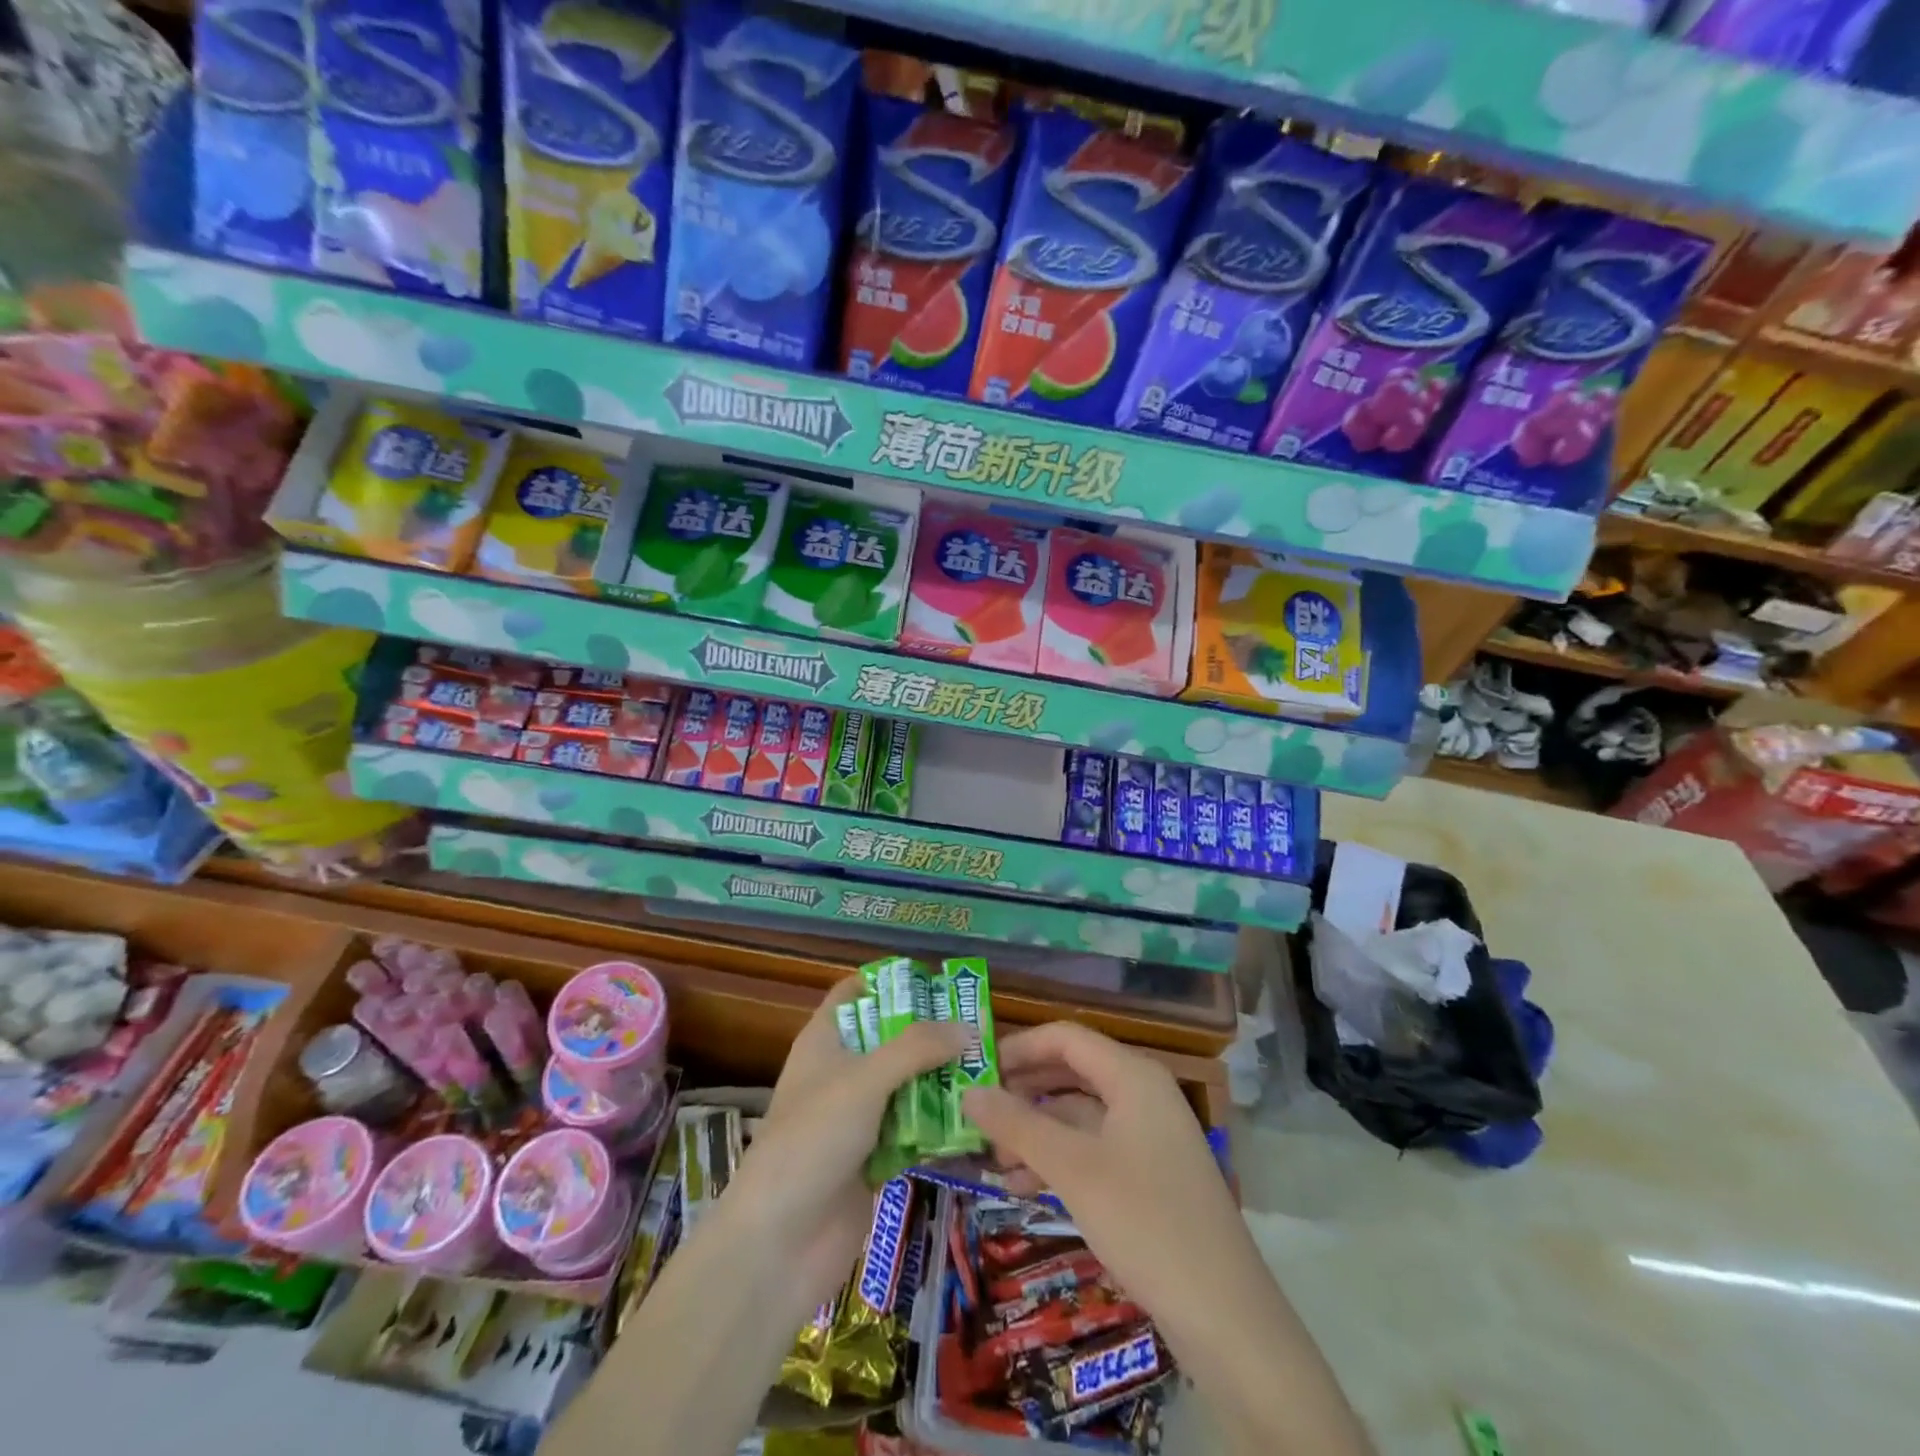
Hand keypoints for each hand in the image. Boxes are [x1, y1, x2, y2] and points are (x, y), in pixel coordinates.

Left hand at [731, 975, 966, 1309]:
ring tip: (993, 1071)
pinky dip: (941, 1126)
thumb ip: (917, 1048)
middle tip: (983, 1029)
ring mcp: (859, 1117)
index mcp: (826, 1040)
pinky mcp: (875, 1157)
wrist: (780, 1244)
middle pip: (892, 1039)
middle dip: (933, 1035)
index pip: (856, 993)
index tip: (939, 982)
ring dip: (944, 1081)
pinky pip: (915, 1130)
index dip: (892, 982)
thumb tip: (969, 1028)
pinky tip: (980, 1120)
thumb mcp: (864, 1080)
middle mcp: (843, 1072)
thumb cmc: (812, 1140)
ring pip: (908, 1085)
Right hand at [960, 1022, 1249, 1333]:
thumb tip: (968, 1092)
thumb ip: (1017, 1125)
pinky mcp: (1148, 1175)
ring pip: (1079, 1116)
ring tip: (991, 1160)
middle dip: (1022, 1092)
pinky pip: (1092, 1149)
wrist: (1225, 1316)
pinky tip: (1022, 1187)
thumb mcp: (1073, 1169)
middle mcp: (1142, 1094)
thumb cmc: (1145, 1222)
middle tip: (976, 1116)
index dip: (1018, 1047)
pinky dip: (1058, 1160)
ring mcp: (1148, 1136)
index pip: (1065, 1037)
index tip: (975, 1070)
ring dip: (1035, 1132)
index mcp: (1132, 1075)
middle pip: (1070, 1073)